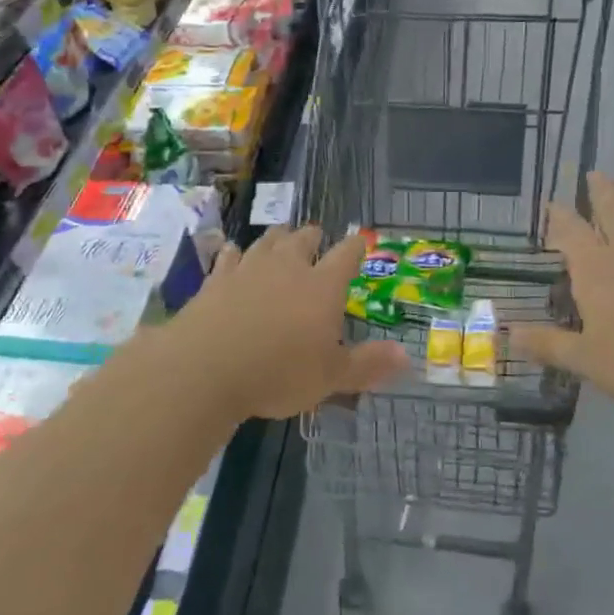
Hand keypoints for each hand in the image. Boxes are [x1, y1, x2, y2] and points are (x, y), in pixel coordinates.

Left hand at [152, 225, 405, 421]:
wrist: (206, 367)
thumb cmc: (278, 373)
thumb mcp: (331, 377)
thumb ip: (368, 364)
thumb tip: (406, 356)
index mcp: (322, 286)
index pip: (346, 255)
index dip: (356, 246)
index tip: (360, 242)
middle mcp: (287, 267)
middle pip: (303, 238)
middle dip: (312, 237)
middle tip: (315, 239)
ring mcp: (248, 268)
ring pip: (267, 241)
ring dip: (277, 239)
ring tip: (280, 239)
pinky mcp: (216, 278)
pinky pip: (229, 256)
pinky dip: (235, 254)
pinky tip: (234, 255)